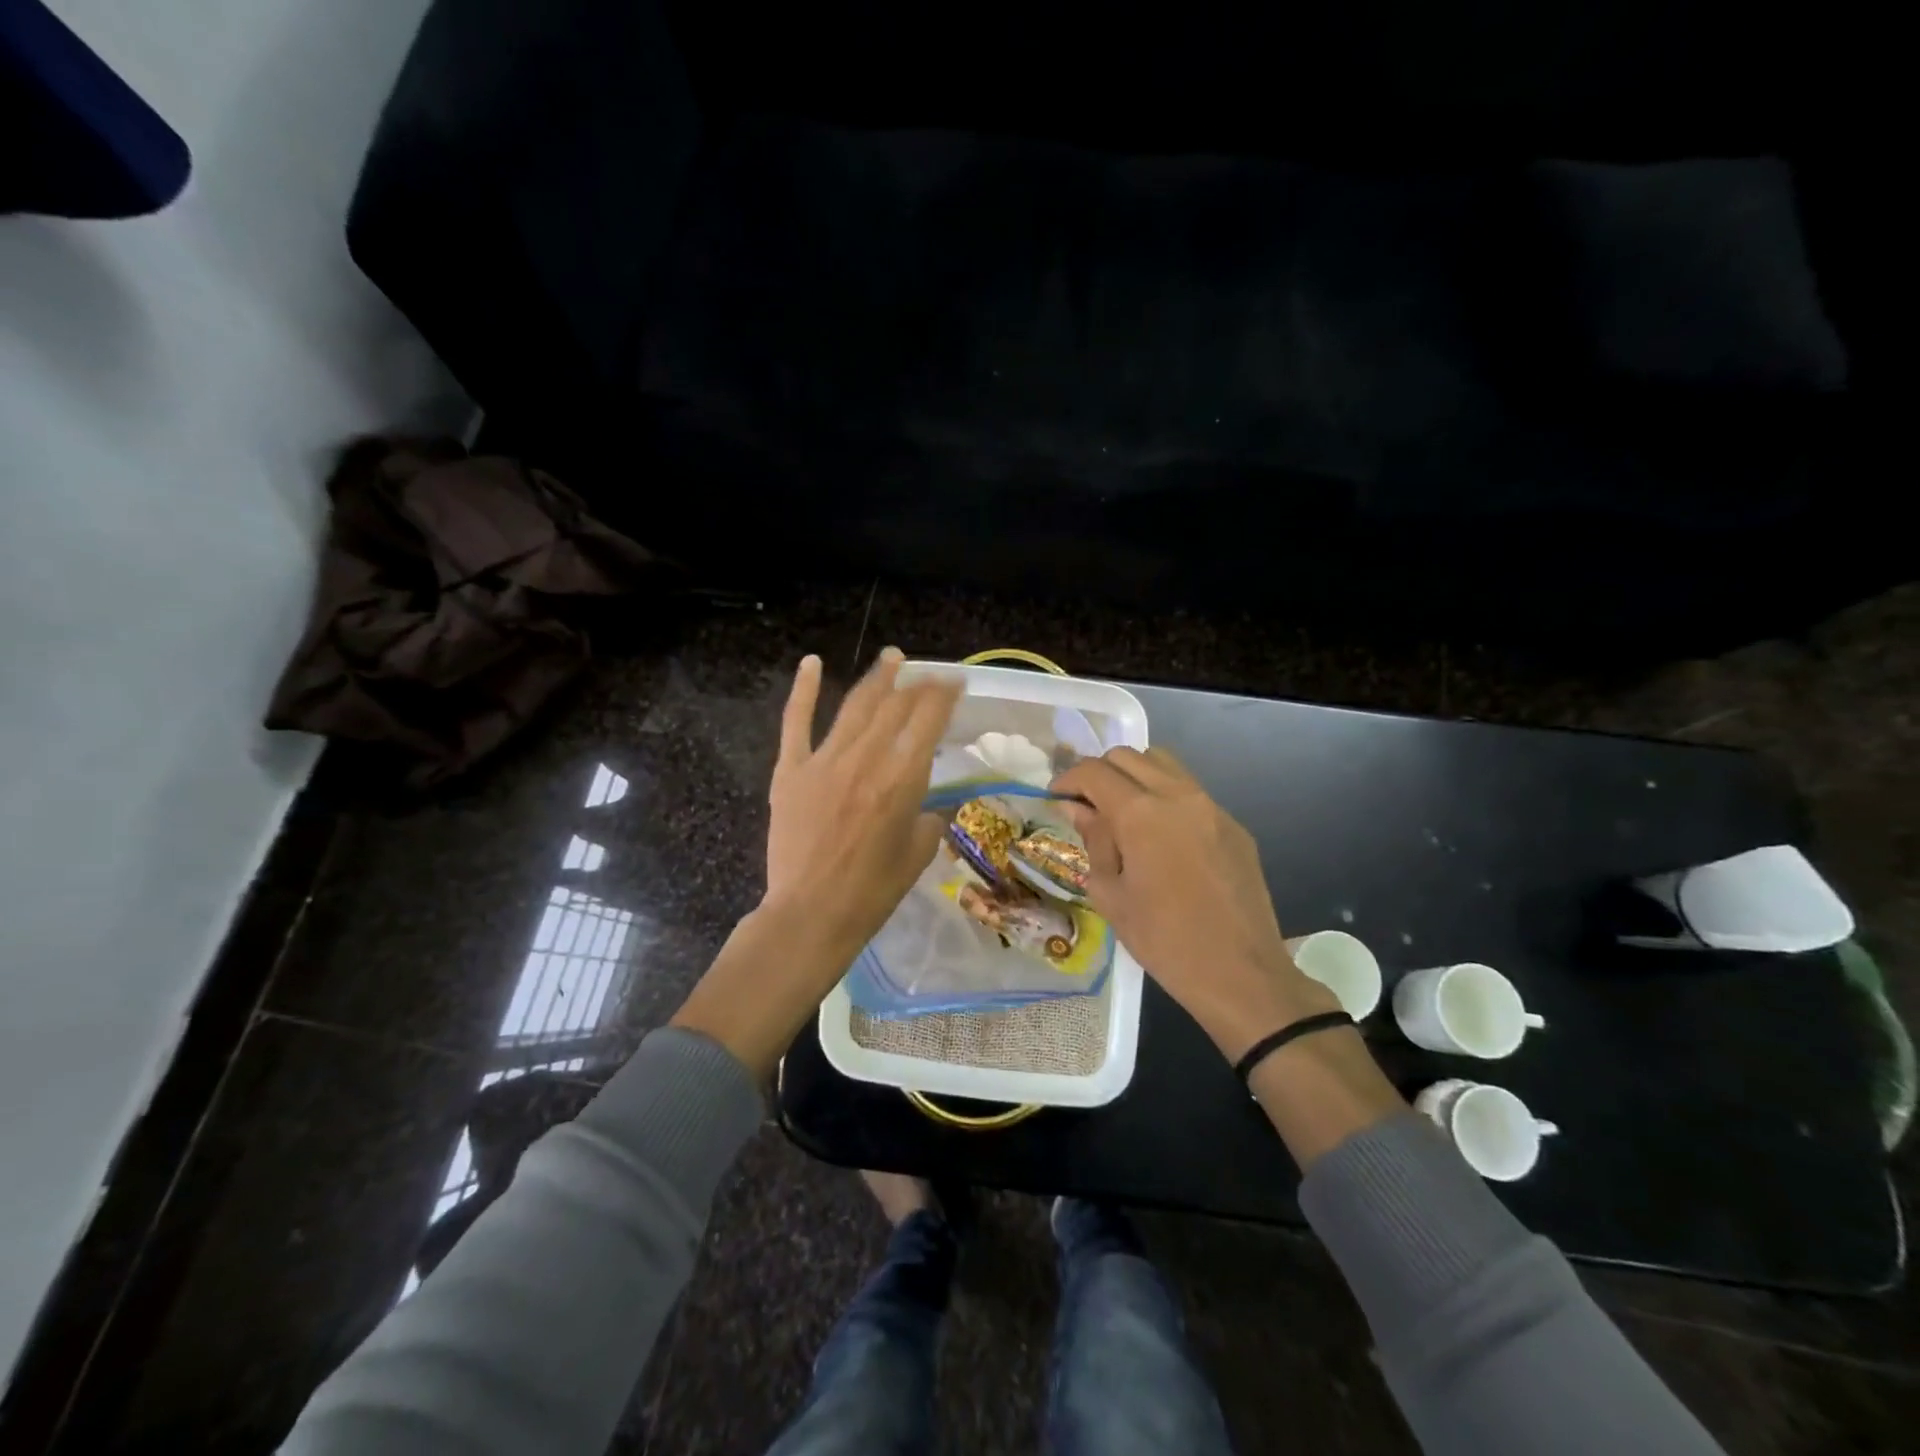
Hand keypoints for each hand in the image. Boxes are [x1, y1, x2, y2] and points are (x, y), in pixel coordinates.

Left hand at [762, 647, 963, 942]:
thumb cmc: (872, 892)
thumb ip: (931, 819)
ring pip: (855, 707)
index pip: (927, 721)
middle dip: (917, 684)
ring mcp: (823, 761)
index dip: (944, 695)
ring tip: (891, 658)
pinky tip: (812, 663)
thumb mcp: (918, 854)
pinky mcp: (790, 771)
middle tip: (929, 675)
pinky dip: (804, 690)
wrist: (811, 914)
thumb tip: (936, 804)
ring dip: (876, 678)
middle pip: (895, 707)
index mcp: (901, 780)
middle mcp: (865, 760)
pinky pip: (796, 723)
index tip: (955, 682)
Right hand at [1052, 747, 1338, 1061]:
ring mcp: (1212, 807)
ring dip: (1134, 776)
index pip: (1094, 772)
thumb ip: (1094, 841)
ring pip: (1164, 764)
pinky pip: (1191, 792)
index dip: (1068, 779)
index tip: (1056, 798)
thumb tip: (1078, 809)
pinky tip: (1160, 837)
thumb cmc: (1164, 941)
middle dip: (1100, 773)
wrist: (1241, 975)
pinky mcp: (1234, 825)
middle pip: (1129, 756)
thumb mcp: (1111, 894)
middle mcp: (1178, 796)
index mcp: (1142, 814)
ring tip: (1122, 813)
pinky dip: (1165, 797)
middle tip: (1086, 805)